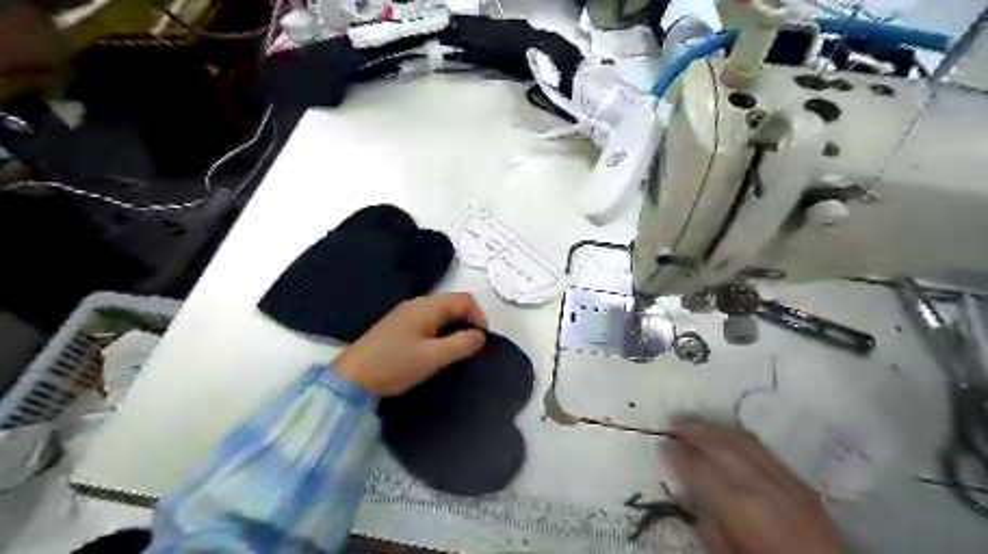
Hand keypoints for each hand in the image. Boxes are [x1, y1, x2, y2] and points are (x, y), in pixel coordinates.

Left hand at [333, 292, 487, 394]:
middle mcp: (417, 303)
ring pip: (441, 314)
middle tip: (471, 349)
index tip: (481, 342)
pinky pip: (428, 321)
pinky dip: (440, 332)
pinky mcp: (398, 326)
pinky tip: (435, 351)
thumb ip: (462, 344)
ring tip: (456, 352)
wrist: (351, 378)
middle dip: (468, 323)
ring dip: (454, 328)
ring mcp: (405, 314)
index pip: (465, 300)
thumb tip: (481, 336)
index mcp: (428, 306)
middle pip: (453, 304)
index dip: (480, 318)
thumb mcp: (433, 357)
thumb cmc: (395, 365)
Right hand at [662, 419, 841, 552]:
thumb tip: (687, 487)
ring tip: (694, 425)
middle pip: (723, 448)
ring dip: (715, 429)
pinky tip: (726, 436)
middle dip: (694, 431)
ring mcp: (787, 483)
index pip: (701, 470)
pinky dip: (739, 437)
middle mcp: (764, 489)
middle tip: (673, 423)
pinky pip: (765, 449)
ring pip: (745, 442)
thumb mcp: (725, 553)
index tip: (661, 443)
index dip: (677, 453)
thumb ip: (706, 518)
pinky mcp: (802, 484)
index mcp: (742, 510)